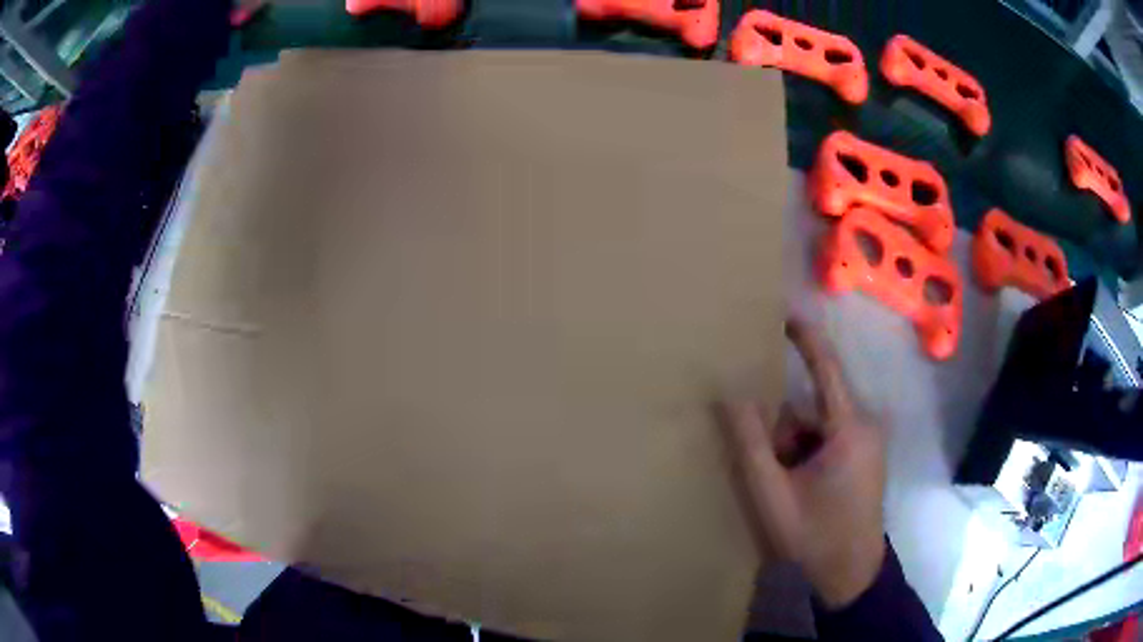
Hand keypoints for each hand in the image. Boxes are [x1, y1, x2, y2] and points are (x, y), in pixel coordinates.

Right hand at [721, 317, 886, 608]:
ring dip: (793, 447)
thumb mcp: (773, 494)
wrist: (852, 572)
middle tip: (766, 467)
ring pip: (818, 425)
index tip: (781, 310)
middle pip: (813, 406)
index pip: (826, 366)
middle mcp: (864, 425)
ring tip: (780, 487)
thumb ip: (751, 444)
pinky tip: (796, 487)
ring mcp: (867, 441)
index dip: (804, 336)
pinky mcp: (865, 455)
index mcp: (849, 428)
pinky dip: (806, 454)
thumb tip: (730, 394)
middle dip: (783, 430)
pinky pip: (828, 439)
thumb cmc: (814, 535)